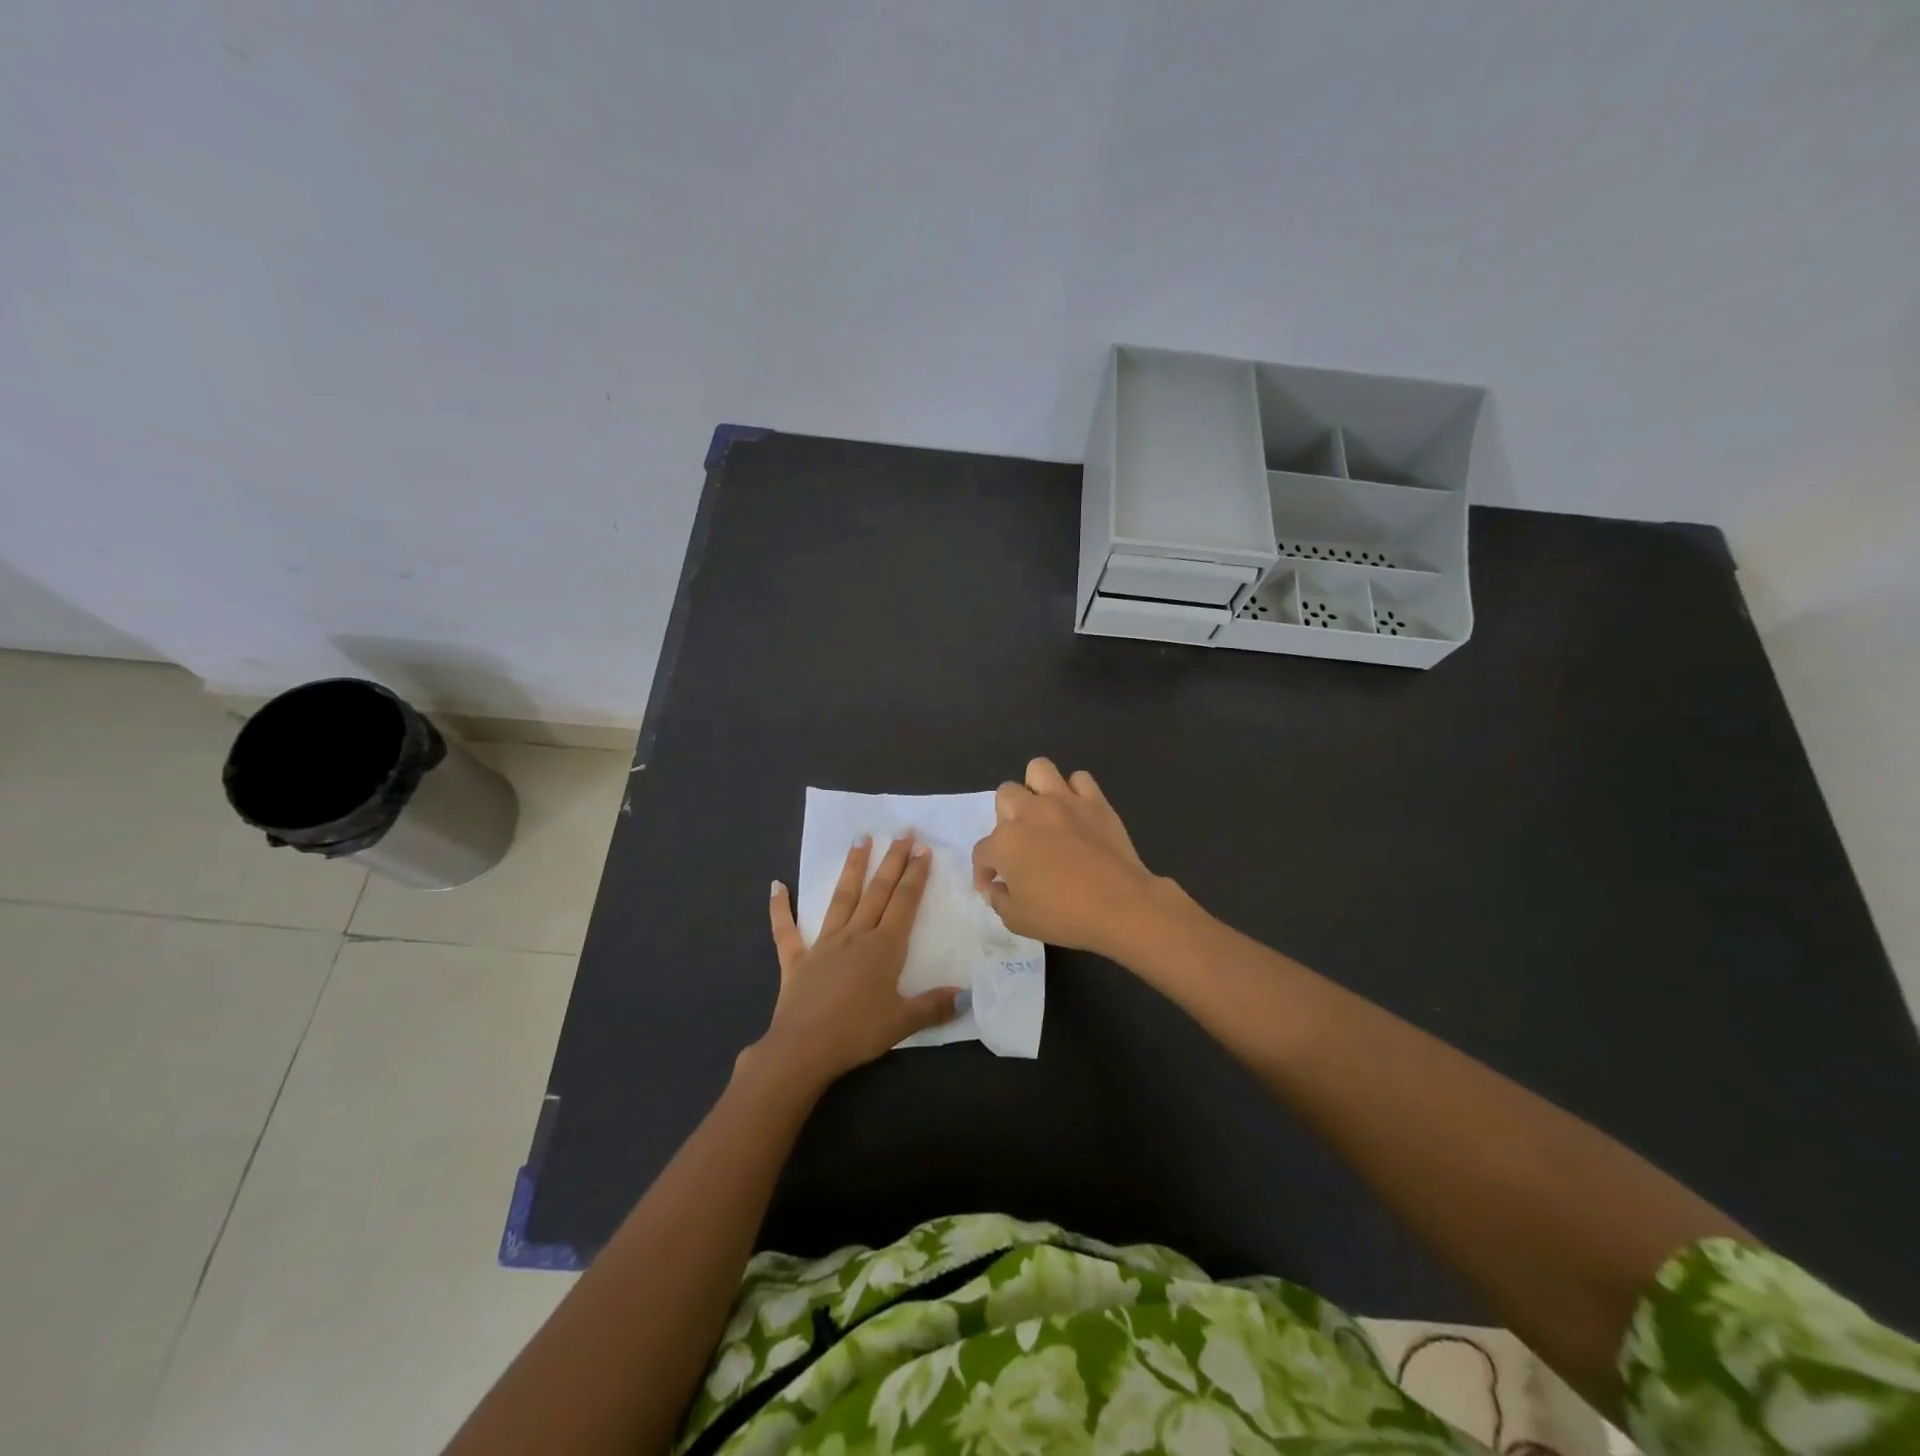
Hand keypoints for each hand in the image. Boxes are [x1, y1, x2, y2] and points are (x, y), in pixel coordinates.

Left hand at [748, 833, 958, 1091]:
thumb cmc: (858, 1033)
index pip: (904, 903)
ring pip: (841, 898)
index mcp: (884, 947)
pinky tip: (776, 885)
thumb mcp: (903, 1022)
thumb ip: (934, 1006)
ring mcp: (823, 944)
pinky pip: (786, 930)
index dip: (915, 875)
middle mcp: (856, 935)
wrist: (804, 1048)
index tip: (923, 849)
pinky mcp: (796, 959)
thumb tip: (966, 995)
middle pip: (878, 891)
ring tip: (860, 838)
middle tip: (902, 831)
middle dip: (892, 860)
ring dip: (852, 867)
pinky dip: (780, 908)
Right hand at [971, 757, 1162, 956]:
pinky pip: (1080, 779)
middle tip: (1020, 844)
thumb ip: (998, 899)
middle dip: (1005, 818)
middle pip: (1005, 796)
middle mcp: (1030, 813)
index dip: (984, 871)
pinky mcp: (1095, 802)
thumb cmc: (1064, 916)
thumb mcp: (1017, 920)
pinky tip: (1076, 813)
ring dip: (1035, 789)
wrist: (1121, 906)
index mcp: (1006, 842)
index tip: (994, 886)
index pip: (982, 851)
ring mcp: (1064, 802)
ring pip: (1038, 770)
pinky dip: (1075, 792)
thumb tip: (996, 887)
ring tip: (1043, 813)